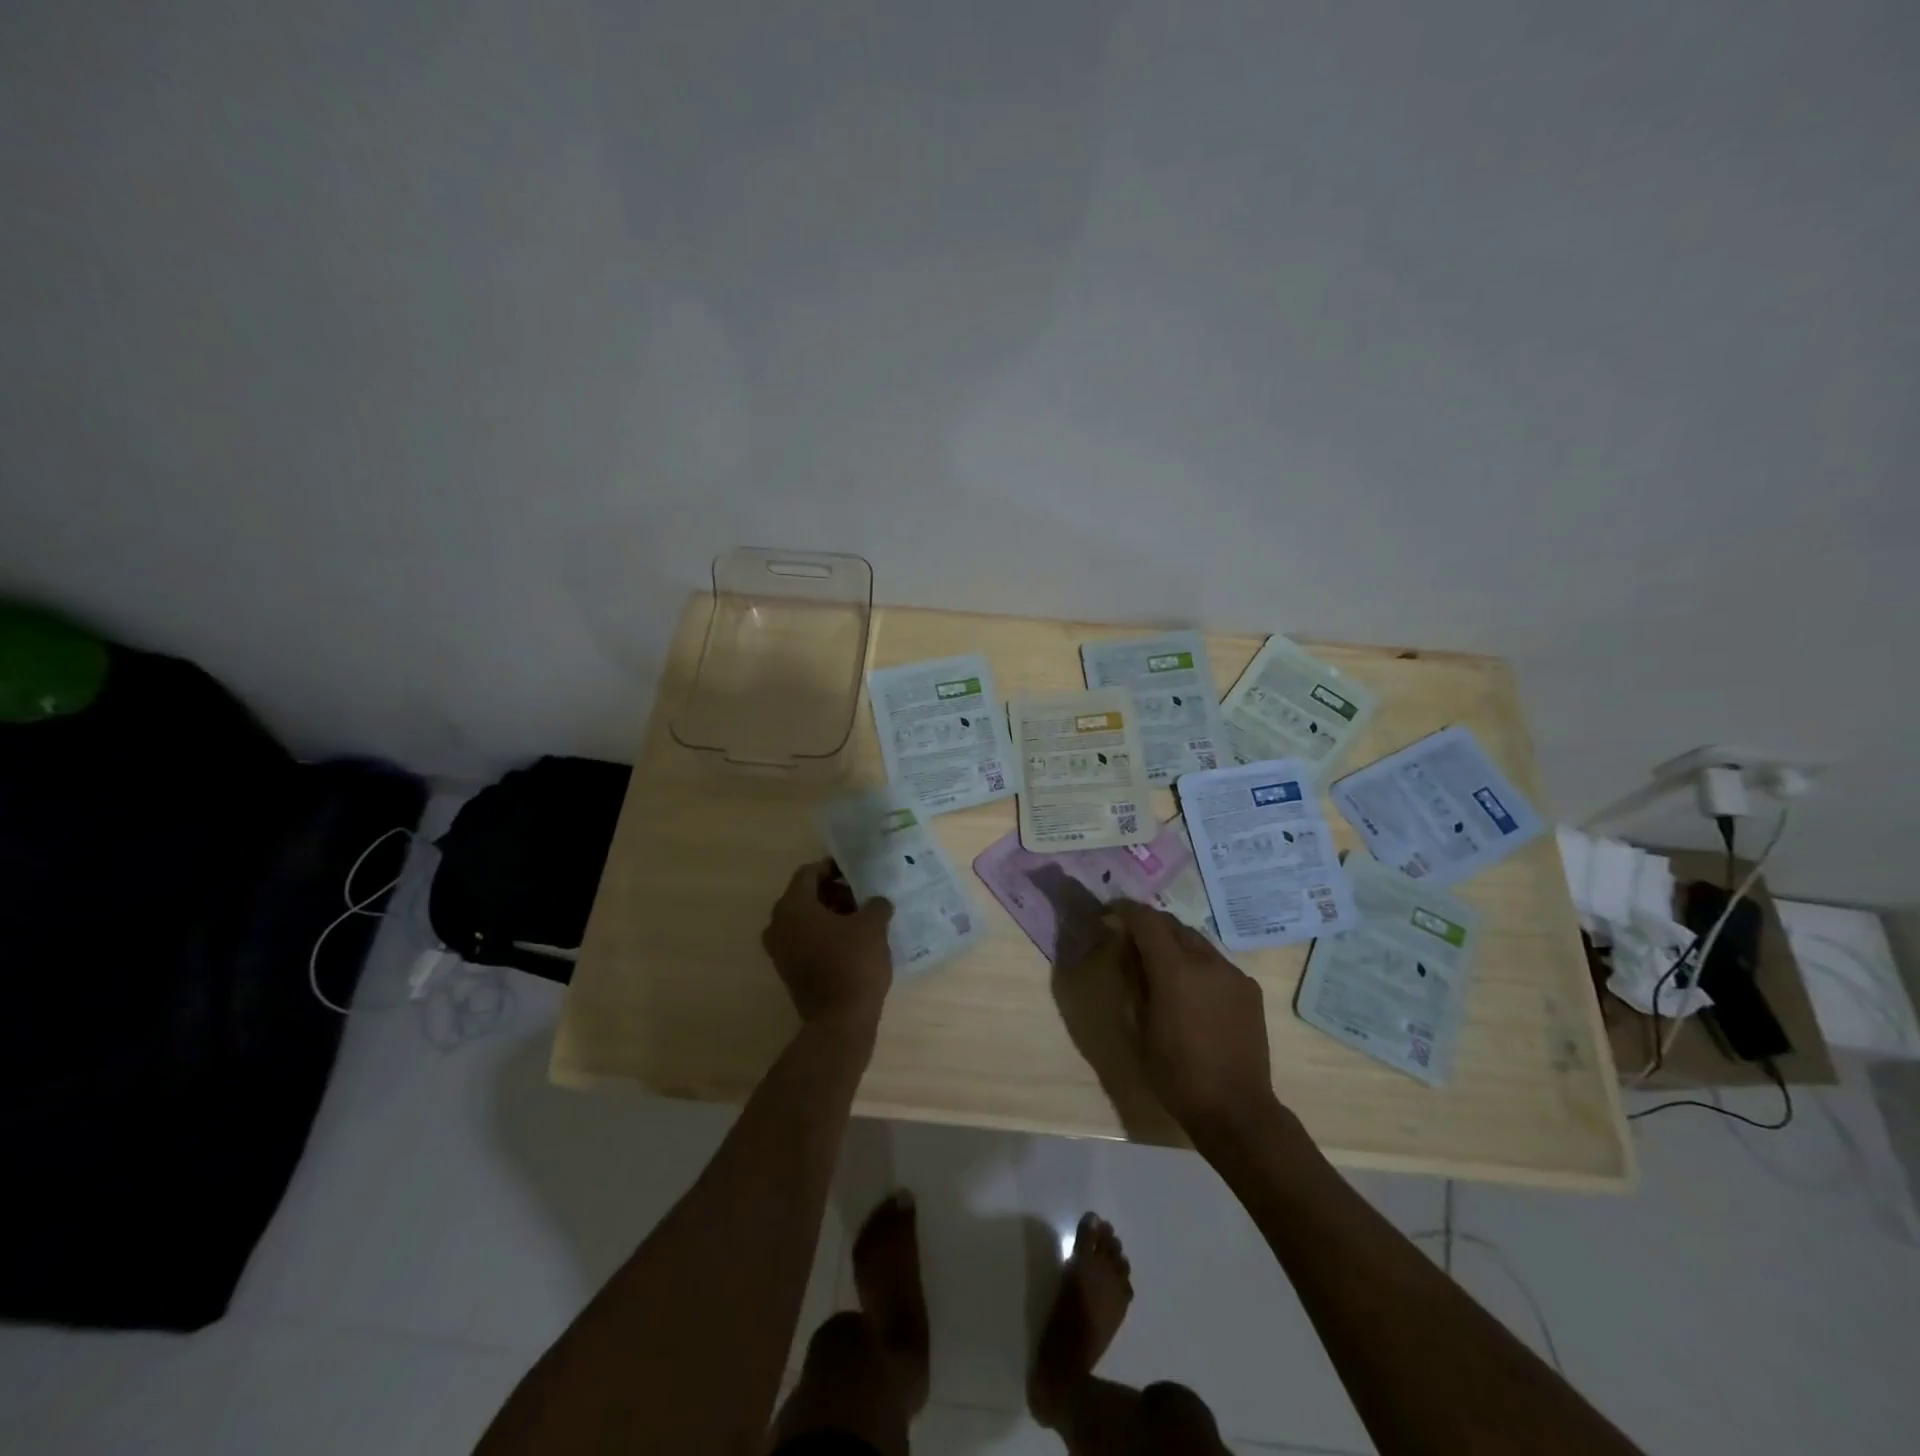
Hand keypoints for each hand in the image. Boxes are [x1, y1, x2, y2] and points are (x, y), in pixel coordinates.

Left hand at [762, 860, 894, 1027]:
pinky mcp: (788, 971)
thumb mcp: (873, 926)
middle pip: (805, 896)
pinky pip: (805, 941)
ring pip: (805, 920)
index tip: (855, 872)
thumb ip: (875, 904)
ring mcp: (780, 951)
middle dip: (834, 893)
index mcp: (793, 906)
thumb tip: (876, 901)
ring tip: (862, 919)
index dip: (832, 868)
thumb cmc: (853, 963)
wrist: (840, 1020)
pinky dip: (825, 935)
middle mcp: (778, 924)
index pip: (809, 873)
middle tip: (862, 896)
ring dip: (831, 915)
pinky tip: (852, 941)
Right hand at [1106, 901, 1282, 1140]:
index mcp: (1174, 970)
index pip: (1147, 920)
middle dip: (1150, 925)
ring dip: (1175, 944)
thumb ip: (1133, 981)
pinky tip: (1192, 990)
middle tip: (1132, 938)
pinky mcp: (1249, 989)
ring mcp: (1233, 973)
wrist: (1236, 1109)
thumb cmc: (1176, 1074)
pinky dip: (1197, 964)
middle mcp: (1207, 961)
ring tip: (1161, 964)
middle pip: (1173, 925)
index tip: (1110, 912)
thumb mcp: (1140, 1028)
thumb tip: (1127, 950)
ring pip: (1197, 941)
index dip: (1126, 910)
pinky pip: (1216, 963)